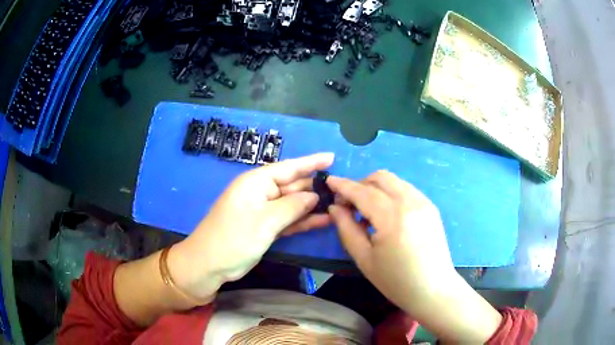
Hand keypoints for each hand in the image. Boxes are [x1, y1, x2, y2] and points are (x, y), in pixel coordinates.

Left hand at [169, 153, 333, 299]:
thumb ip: (292, 206)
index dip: (311, 162)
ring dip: (312, 206)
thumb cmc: (234, 238)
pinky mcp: (266, 227)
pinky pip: (288, 220)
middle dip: (315, 187)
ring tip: (338, 204)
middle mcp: (261, 193)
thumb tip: (314, 196)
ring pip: (292, 204)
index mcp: (256, 182)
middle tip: (342, 189)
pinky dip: (304, 221)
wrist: (210, 264)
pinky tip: (324, 221)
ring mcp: (263, 211)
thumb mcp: (265, 221)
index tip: (332, 157)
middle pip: (292, 185)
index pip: (288, 167)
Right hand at [327, 170, 455, 308]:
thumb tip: (334, 207)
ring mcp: (424, 202)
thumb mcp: (364, 259)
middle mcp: (410, 202)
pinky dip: (391, 193)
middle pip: (381, 177)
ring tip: (367, 210)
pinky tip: (386, 213)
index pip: (363, 192)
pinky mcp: (431, 207)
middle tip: (348, 202)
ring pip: (395, 181)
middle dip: (360, 183)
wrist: (433, 289)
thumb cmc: (396, 281)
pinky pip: (406, 189)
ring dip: (376, 187)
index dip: (343, 185)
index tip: (329, 182)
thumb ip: (347, 229)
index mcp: (392, 218)